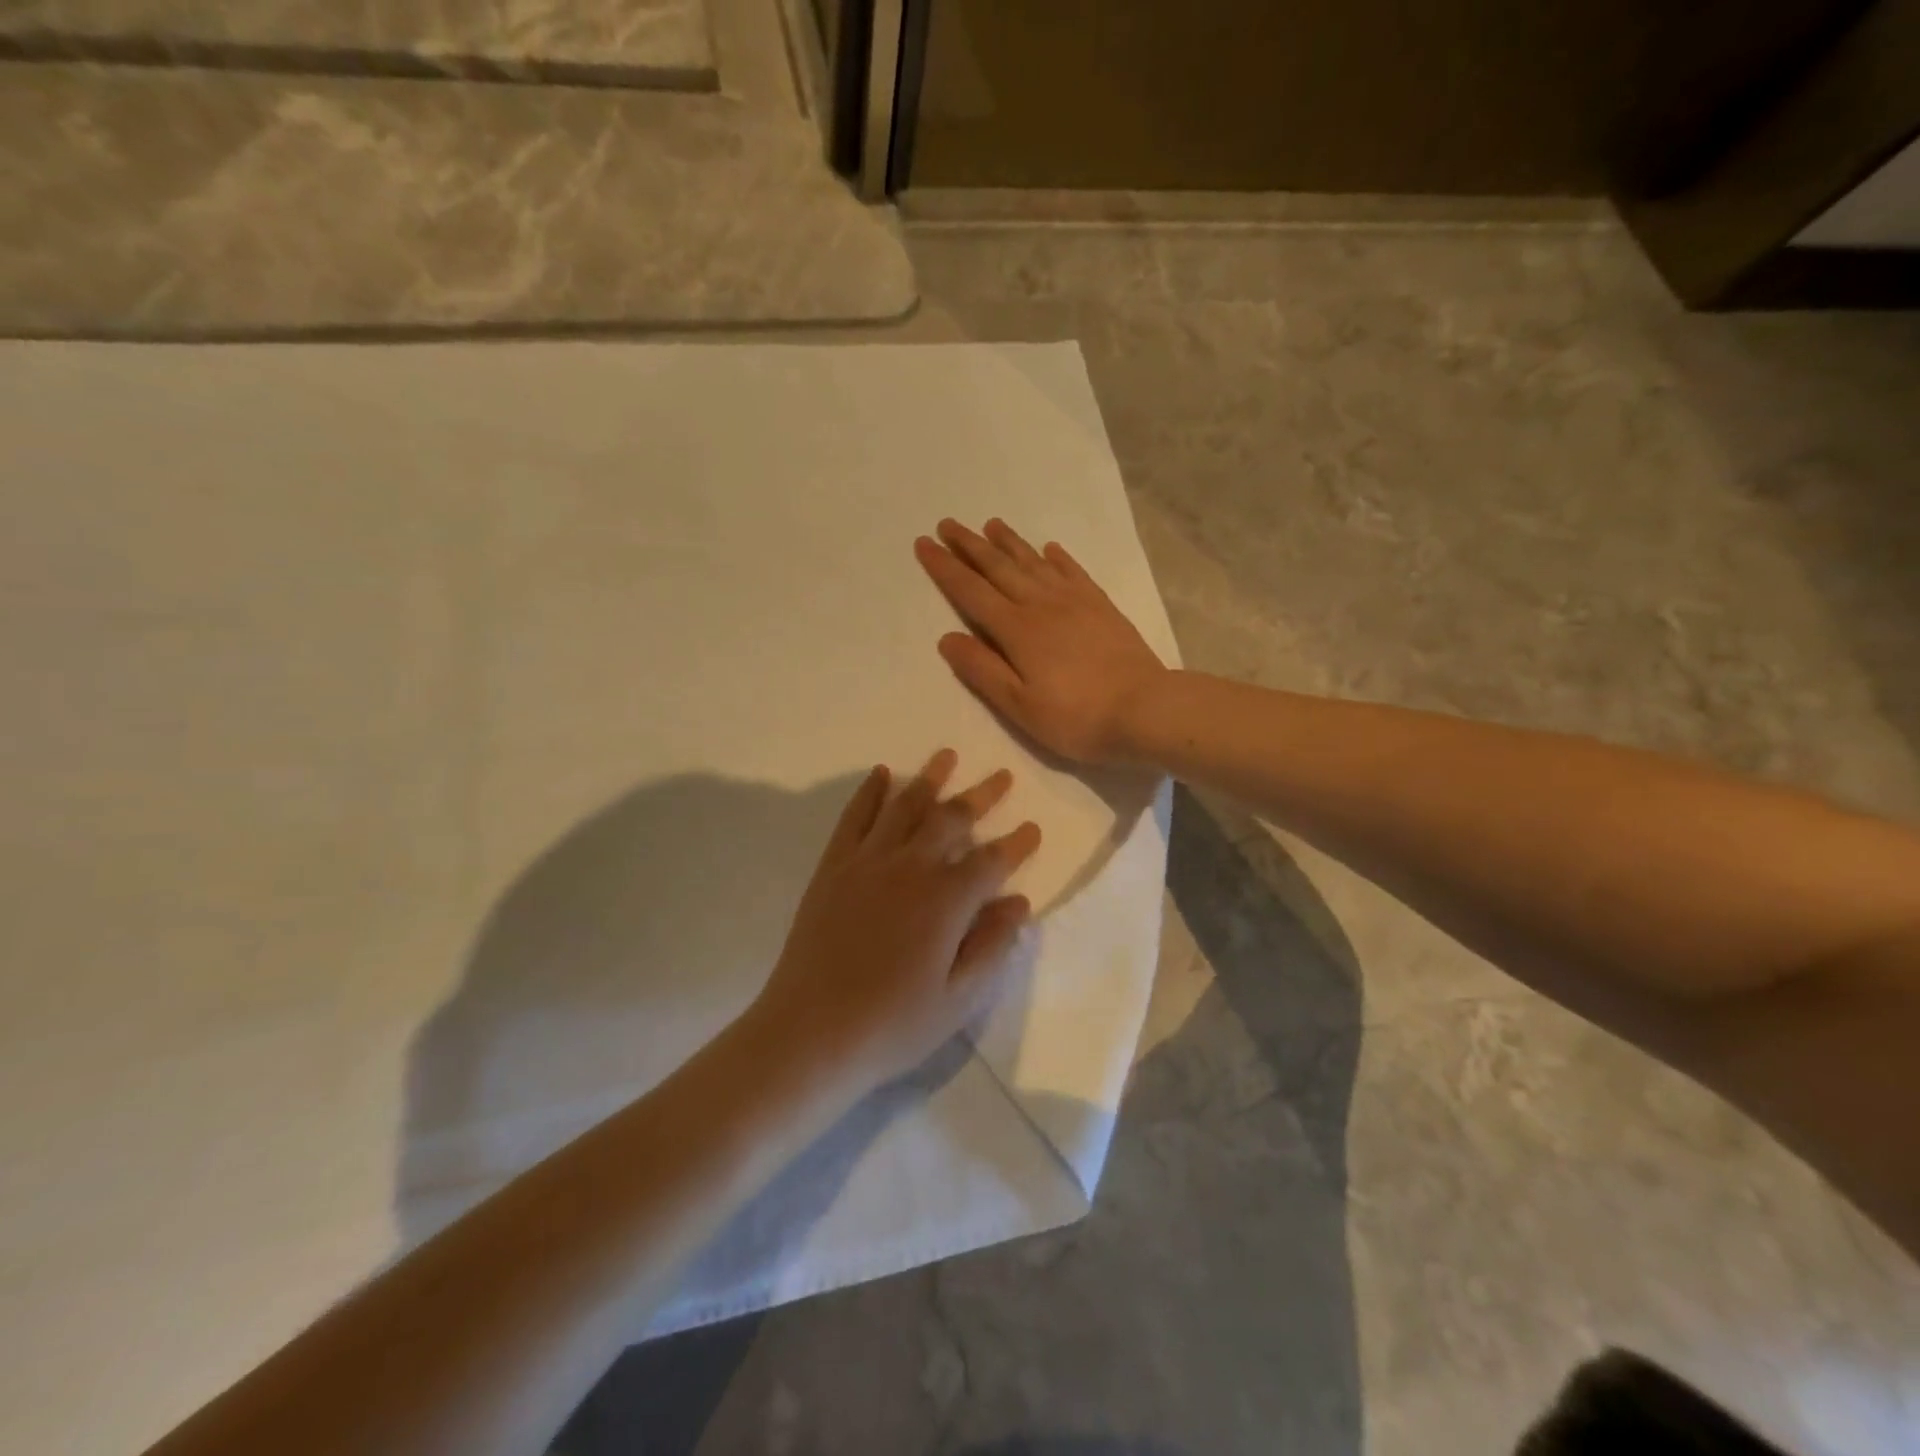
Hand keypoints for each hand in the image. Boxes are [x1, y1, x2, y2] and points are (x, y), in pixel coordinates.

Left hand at [749, 750, 1041, 1094]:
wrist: (811, 1031)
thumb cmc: (892, 1024)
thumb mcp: (958, 999)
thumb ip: (992, 946)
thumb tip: (1018, 902)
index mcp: (946, 900)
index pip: (991, 861)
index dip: (1016, 845)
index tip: (1032, 829)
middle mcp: (911, 867)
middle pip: (952, 819)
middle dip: (981, 796)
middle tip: (1002, 775)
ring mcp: (868, 862)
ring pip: (905, 807)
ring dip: (930, 779)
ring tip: (948, 755)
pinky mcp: (834, 867)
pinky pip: (855, 817)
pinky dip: (869, 792)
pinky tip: (881, 774)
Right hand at [915, 519, 1169, 765]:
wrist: (1145, 709)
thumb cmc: (1076, 717)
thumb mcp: (1019, 705)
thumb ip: (982, 670)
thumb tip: (947, 637)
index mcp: (1016, 630)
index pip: (971, 591)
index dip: (945, 567)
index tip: (924, 543)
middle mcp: (1042, 605)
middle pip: (999, 568)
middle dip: (970, 545)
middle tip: (948, 524)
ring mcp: (1075, 602)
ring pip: (1034, 563)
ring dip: (1009, 543)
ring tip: (991, 524)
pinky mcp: (1101, 607)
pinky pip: (1073, 572)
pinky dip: (1057, 558)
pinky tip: (1050, 549)